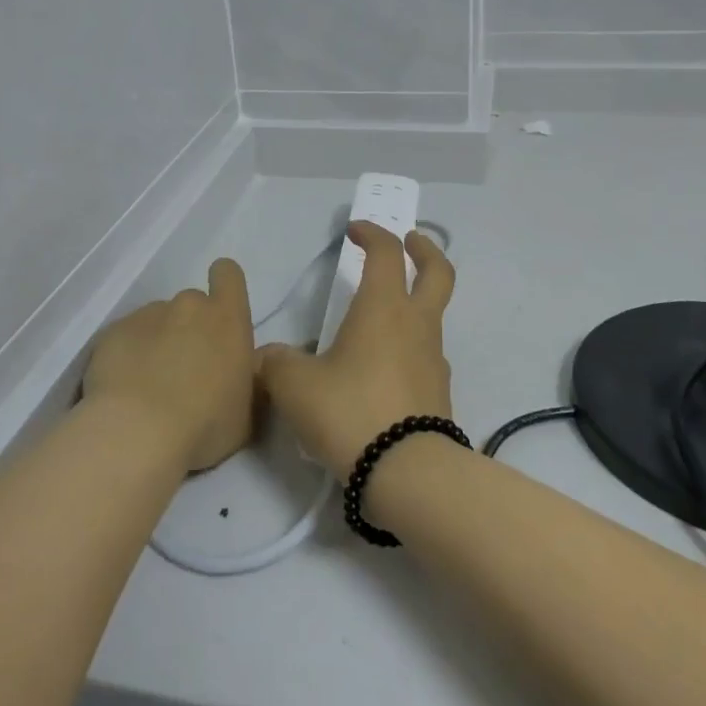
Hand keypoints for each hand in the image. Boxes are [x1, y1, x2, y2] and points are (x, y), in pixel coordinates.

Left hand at [83, 259, 255, 472]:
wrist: (136, 434)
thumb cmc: (205, 426)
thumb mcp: (246, 412)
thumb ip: (247, 380)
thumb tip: (242, 369)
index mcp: (227, 319)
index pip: (228, 274)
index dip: (224, 287)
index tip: (220, 315)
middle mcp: (188, 306)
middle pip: (192, 304)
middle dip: (190, 329)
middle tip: (186, 371)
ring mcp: (146, 315)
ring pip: (156, 321)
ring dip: (157, 343)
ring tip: (149, 386)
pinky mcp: (110, 332)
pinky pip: (125, 338)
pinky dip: (126, 356)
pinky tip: (123, 390)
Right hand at [256, 222, 456, 480]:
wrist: (407, 473)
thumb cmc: (350, 411)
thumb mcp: (295, 386)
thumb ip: (275, 363)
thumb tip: (266, 357)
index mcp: (383, 308)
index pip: (385, 253)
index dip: (371, 234)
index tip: (354, 231)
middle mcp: (416, 325)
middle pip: (438, 272)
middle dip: (424, 250)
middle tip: (410, 241)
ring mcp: (434, 359)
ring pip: (432, 316)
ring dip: (414, 303)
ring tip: (378, 320)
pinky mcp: (439, 393)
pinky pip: (425, 355)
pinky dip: (409, 346)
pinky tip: (381, 370)